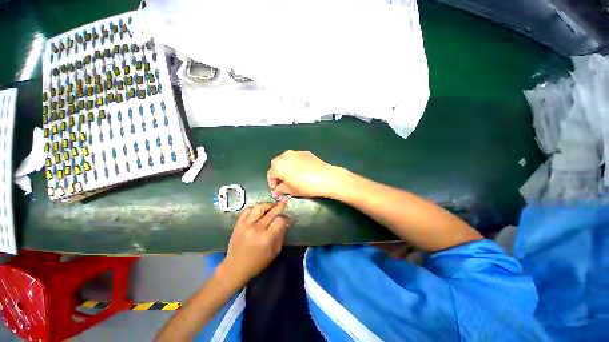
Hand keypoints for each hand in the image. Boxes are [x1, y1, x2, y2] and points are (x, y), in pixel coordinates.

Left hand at [222, 200, 289, 283]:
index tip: (286, 218)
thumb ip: (281, 235)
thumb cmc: (257, 262)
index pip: (279, 220)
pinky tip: (259, 211)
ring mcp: (246, 225)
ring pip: (259, 207)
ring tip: (271, 206)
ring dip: (267, 205)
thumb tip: (286, 221)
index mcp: (266, 238)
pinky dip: (255, 208)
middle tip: (284, 200)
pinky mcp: (238, 224)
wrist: (235, 267)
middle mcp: (256, 229)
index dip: (285, 218)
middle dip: (279, 206)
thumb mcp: (274, 252)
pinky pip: (248, 210)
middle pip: (271, 212)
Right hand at [267, 150, 344, 198]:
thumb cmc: (306, 186)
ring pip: (286, 159)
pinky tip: (301, 171)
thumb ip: (281, 190)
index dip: (272, 184)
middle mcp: (285, 156)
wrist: (326, 178)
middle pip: (276, 165)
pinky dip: (294, 163)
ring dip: (285, 167)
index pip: (270, 175)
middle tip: (283, 183)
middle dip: (278, 174)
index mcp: (278, 166)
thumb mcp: (292, 190)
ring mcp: (295, 152)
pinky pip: (295, 158)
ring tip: (292, 177)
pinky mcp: (305, 152)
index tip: (277, 190)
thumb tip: (276, 192)